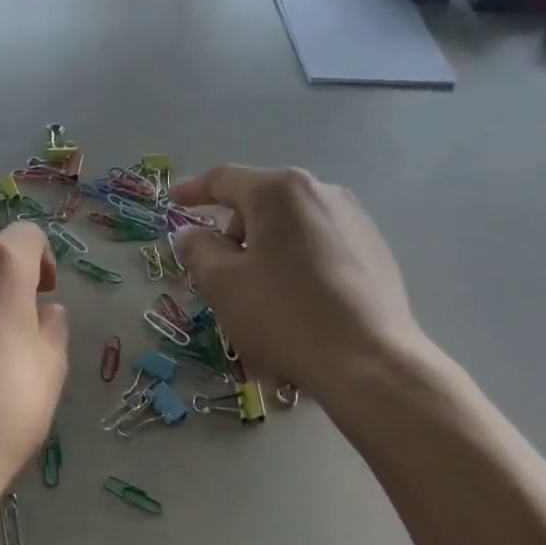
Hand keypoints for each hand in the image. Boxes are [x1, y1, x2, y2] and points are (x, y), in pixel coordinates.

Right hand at [171, 166, 429, 421]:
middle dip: (233, 232)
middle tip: (218, 273)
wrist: (369, 364)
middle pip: (260, 203)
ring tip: (259, 294)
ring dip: (265, 250)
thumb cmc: (284, 316)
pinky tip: (297, 303)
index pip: (224, 180)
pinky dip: (296, 263)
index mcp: (280, 192)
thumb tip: (192, 233)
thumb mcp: (223, 284)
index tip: (171, 202)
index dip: (192, 191)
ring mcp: (355, 220)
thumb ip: (198, 250)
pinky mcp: (375, 251)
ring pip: (290, 227)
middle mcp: (322, 192)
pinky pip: (319, 246)